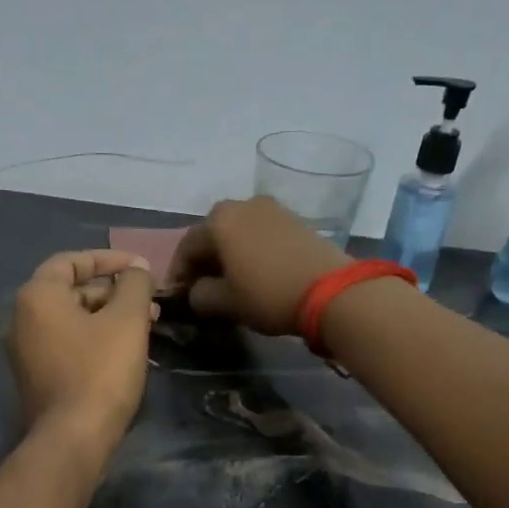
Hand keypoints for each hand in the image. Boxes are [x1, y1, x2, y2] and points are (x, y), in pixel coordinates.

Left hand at [6, 249, 157, 451]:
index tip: (139, 268)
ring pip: (72, 321)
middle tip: (149, 304)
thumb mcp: (127, 320)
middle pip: (71, 292)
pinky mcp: (36, 377)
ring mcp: (25, 351)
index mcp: (37, 296)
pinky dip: (94, 339)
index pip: (71, 261)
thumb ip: (134, 285)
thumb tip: (137, 268)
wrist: (73, 437)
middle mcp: (22, 319)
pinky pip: (67, 345)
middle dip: (113, 293)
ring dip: (108, 318)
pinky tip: (124, 352)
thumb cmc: (101, 371)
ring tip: (145, 328)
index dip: (108, 259)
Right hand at [164, 196, 351, 335]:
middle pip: (213, 234)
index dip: (179, 273)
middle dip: (204, 261)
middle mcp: (242, 205)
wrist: (331, 291)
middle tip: (201, 288)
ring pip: (237, 233)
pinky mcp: (295, 220)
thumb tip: (197, 290)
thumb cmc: (267, 294)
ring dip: (228, 255)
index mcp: (218, 220)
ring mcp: (272, 209)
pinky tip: (254, 273)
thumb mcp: (225, 302)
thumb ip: (200, 295)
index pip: (187, 247)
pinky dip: (250, 251)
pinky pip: (260, 234)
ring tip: (228, 282)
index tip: (177, 295)